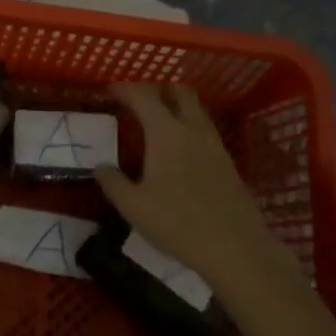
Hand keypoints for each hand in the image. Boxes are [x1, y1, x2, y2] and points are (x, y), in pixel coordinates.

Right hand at [94, 83, 287, 295]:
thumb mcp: (134, 207)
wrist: (235, 247)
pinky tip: (179, 150)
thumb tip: (101, 167)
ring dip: (175, 106)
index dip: (125, 89)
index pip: (143, 96)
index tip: (110, 89)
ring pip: (195, 109)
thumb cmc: (178, 223)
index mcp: (166, 131)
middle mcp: (192, 128)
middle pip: (178, 91)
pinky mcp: (227, 161)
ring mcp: (214, 143)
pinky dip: (188, 126)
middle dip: (157, 88)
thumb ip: (113, 183)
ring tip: (156, 122)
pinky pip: (204, 129)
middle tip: (138, 100)